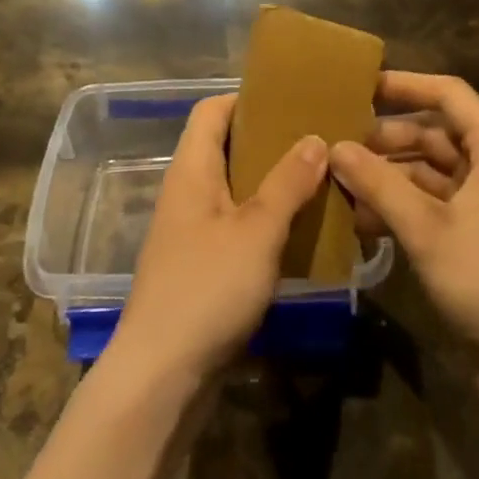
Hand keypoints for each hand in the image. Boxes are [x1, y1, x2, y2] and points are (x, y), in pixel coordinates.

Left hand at [111, 94, 329, 386]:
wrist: (160, 380)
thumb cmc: (207, 289)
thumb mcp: (257, 231)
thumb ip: (288, 183)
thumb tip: (316, 139)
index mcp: (191, 170)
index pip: (211, 110)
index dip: (246, 98)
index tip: (290, 99)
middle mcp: (187, 192)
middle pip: (225, 147)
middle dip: (269, 141)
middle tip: (316, 139)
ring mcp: (191, 232)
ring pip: (234, 189)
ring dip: (272, 183)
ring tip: (318, 179)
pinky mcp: (200, 267)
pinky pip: (236, 225)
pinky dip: (265, 220)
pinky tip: (300, 230)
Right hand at [331, 73, 478, 375]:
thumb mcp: (428, 228)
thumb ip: (379, 184)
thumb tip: (334, 147)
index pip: (447, 94)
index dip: (404, 85)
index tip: (359, 87)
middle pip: (433, 133)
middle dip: (385, 139)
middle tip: (336, 144)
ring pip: (427, 171)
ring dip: (387, 177)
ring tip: (340, 184)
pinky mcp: (475, 234)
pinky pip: (431, 204)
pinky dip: (399, 207)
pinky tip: (361, 221)